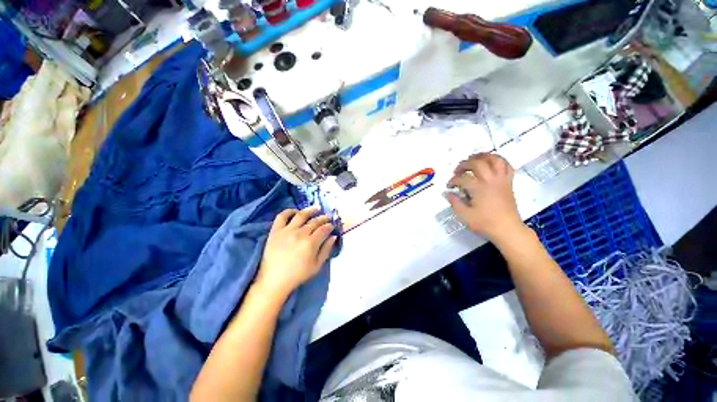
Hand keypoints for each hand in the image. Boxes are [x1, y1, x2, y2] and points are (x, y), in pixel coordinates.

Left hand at [255, 206, 336, 295]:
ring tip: (316, 208)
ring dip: (310, 210)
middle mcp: (300, 233)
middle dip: (323, 218)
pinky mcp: (275, 231)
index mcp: (311, 243)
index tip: (332, 226)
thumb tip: (333, 237)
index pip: (324, 229)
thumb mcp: (317, 266)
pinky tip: (296, 211)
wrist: (274, 280)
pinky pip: (282, 216)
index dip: (330, 226)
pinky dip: (289, 211)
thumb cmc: (298, 275)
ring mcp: (286, 231)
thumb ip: (326, 250)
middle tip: (327, 217)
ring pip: (301, 215)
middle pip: (314, 221)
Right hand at [446, 153, 524, 241]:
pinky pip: (506, 165)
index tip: (449, 186)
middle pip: (477, 163)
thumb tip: (447, 193)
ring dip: (482, 156)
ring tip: (473, 158)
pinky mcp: (508, 182)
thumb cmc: (485, 223)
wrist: (508, 229)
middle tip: (457, 171)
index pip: (462, 178)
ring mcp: (501, 180)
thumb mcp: (464, 215)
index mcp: (478, 188)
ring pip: (494, 159)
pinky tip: (491, 162)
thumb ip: (454, 202)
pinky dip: (498, 160)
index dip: (453, 181)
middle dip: (464, 164)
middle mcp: (490, 180)